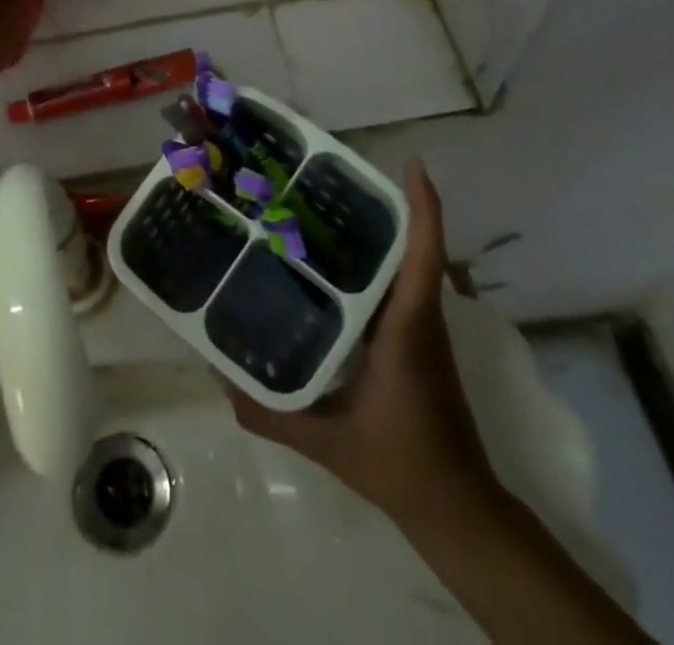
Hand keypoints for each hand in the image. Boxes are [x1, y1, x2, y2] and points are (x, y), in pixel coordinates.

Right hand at [228, 163, 499, 528]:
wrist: (457, 509)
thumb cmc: (400, 465)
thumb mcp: (327, 442)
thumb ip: (269, 412)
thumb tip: (216, 376)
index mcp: (407, 328)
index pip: (424, 255)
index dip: (424, 206)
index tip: (410, 164)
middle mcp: (419, 317)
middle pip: (410, 246)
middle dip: (379, 204)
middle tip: (328, 178)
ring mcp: (421, 328)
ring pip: (404, 264)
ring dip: (375, 231)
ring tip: (320, 209)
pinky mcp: (416, 340)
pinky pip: (397, 286)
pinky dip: (373, 262)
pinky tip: (330, 266)